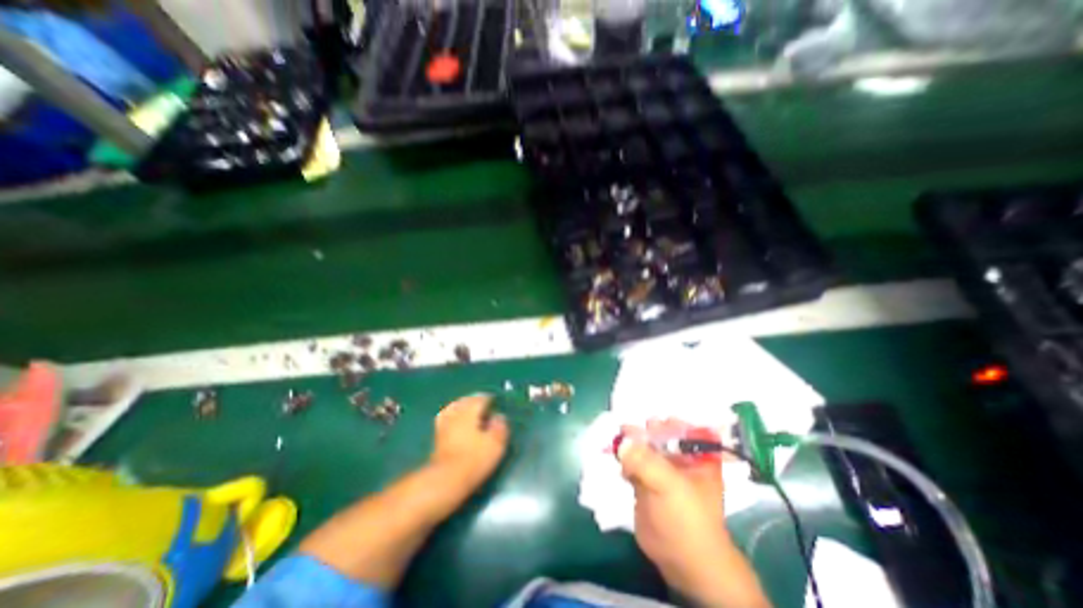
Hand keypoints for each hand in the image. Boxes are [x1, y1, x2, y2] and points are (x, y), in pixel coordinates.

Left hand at [430, 396, 509, 490]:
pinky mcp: (437, 437)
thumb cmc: (474, 460)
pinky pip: (445, 418)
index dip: (489, 399)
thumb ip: (500, 427)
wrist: (445, 480)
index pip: (480, 398)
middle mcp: (456, 413)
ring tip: (470, 412)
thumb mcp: (496, 444)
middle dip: (475, 401)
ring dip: (462, 407)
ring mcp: (444, 424)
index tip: (496, 402)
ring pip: (454, 408)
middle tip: (484, 406)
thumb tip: (499, 416)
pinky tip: (455, 422)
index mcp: (470, 411)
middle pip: (466, 401)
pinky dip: (451, 416)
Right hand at [617, 421, 759, 604]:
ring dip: (628, 442)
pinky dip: (622, 457)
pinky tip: (614, 457)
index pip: (679, 424)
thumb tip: (621, 441)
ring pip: (642, 446)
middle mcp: (677, 455)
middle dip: (640, 430)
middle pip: (656, 432)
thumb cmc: (687, 519)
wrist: (683, 562)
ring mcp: (660, 467)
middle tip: (625, 430)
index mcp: (695, 452)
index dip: (662, 419)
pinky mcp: (644, 479)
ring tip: (616, 441)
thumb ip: (645, 461)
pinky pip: (631, 461)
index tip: (646, 424)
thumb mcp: (669, 486)